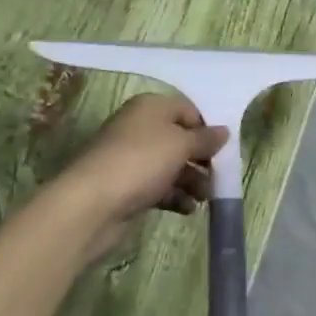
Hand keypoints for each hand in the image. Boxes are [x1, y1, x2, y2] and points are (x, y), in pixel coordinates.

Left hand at [57, 94, 227, 260]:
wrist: (91, 204)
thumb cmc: (141, 162)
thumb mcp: (181, 144)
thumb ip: (206, 138)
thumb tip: (224, 132)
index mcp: (151, 107)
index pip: (188, 110)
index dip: (207, 128)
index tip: (223, 149)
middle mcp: (140, 128)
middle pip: (180, 139)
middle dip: (201, 158)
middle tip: (218, 175)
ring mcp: (132, 158)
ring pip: (171, 165)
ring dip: (192, 180)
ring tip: (205, 197)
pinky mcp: (127, 186)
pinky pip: (159, 186)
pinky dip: (175, 195)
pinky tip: (188, 208)